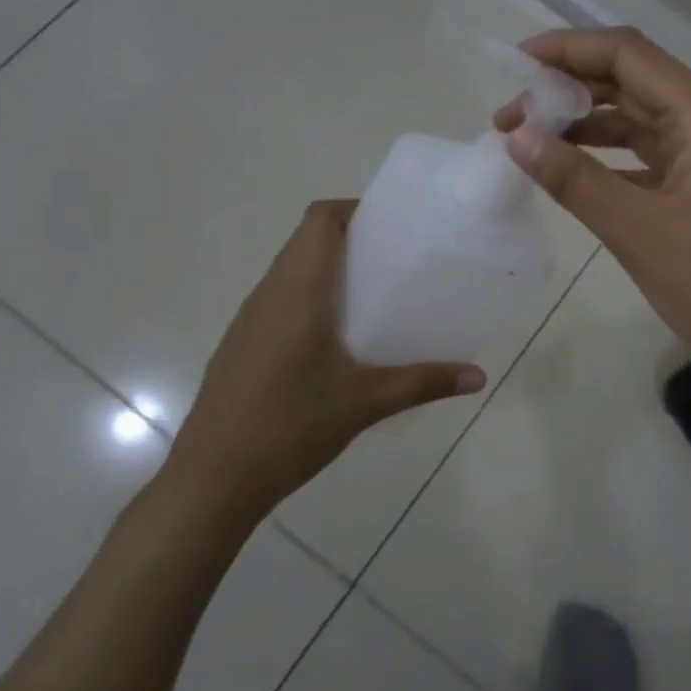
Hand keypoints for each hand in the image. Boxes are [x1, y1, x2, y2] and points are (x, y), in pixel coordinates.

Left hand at [170, 200, 484, 521]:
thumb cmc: (290, 426)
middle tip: (398, 263)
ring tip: (375, 298)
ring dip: (330, 272)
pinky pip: (280, 302)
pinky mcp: (241, 346)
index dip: (355, 210)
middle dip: (352, 241)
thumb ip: (424, 383)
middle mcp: (269, 293)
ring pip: (292, 272)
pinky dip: (311, 301)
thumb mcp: (366, 403)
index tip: (393, 227)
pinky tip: (337, 343)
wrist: (212, 480)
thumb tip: (478, 376)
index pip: (320, 219)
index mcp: (298, 289)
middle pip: (307, 241)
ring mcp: (249, 320)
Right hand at [496, 27, 690, 380]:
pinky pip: (641, 157)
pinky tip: (567, 169)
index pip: (628, 56)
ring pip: (634, 120)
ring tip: (527, 141)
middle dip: (567, 88)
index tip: (515, 66)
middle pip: (630, 82)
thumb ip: (575, 180)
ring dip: (582, 123)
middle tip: (509, 116)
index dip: (569, 49)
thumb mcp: (639, 230)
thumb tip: (515, 137)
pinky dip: (602, 157)